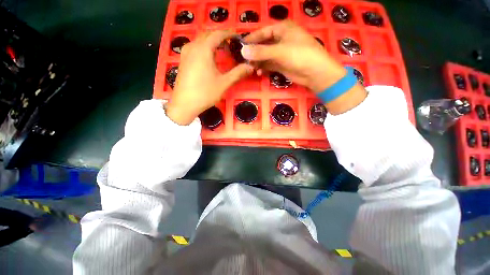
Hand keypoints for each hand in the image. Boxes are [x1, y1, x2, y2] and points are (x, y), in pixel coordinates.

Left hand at [166, 30, 253, 124]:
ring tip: (222, 51)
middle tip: (231, 46)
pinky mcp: (183, 60)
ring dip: (212, 42)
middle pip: (208, 35)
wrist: (185, 104)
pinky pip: (195, 47)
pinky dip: (205, 48)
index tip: (238, 38)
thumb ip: (238, 73)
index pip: (218, 34)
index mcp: (203, 49)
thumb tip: (251, 66)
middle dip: (221, 37)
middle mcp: (193, 46)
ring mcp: (186, 53)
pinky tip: (210, 58)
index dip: (229, 34)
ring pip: (201, 41)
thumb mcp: (224, 83)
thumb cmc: (205, 93)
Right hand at [242, 21, 366, 113]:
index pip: (263, 32)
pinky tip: (258, 72)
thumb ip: (260, 52)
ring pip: (266, 56)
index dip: (252, 38)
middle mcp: (282, 40)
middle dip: (254, 53)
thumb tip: (242, 51)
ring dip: (258, 62)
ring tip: (250, 68)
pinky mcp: (282, 65)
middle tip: (243, 60)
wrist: (315, 72)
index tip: (241, 45)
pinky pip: (269, 65)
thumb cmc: (300, 55)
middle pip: (263, 45)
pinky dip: (263, 68)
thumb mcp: (279, 51)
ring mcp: (282, 53)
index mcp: (283, 29)